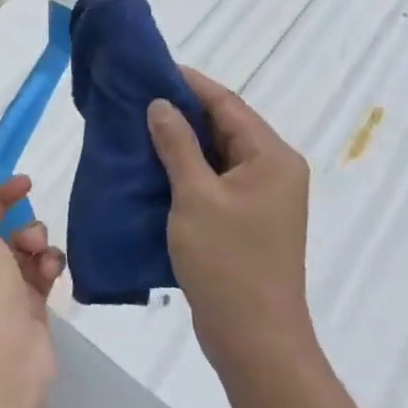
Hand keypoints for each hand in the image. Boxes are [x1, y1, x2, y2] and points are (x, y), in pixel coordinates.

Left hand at [0, 149, 63, 398]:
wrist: (4, 363)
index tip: (14, 178)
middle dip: (14, 213)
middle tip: (29, 190)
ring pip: (21, 249)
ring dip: (33, 240)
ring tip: (36, 251)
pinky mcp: (26, 308)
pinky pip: (38, 274)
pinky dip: (45, 267)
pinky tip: (50, 270)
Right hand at [147, 67, 315, 372]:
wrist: (254, 338)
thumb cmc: (227, 262)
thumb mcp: (196, 197)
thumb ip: (178, 145)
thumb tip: (161, 104)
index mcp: (272, 158)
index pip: (228, 105)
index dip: (189, 84)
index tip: (151, 68)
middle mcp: (273, 171)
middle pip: (224, 127)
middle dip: (181, 112)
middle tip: (135, 97)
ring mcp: (260, 199)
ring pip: (216, 156)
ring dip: (180, 142)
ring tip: (135, 126)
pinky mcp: (245, 221)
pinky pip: (213, 182)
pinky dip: (185, 171)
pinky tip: (151, 167)